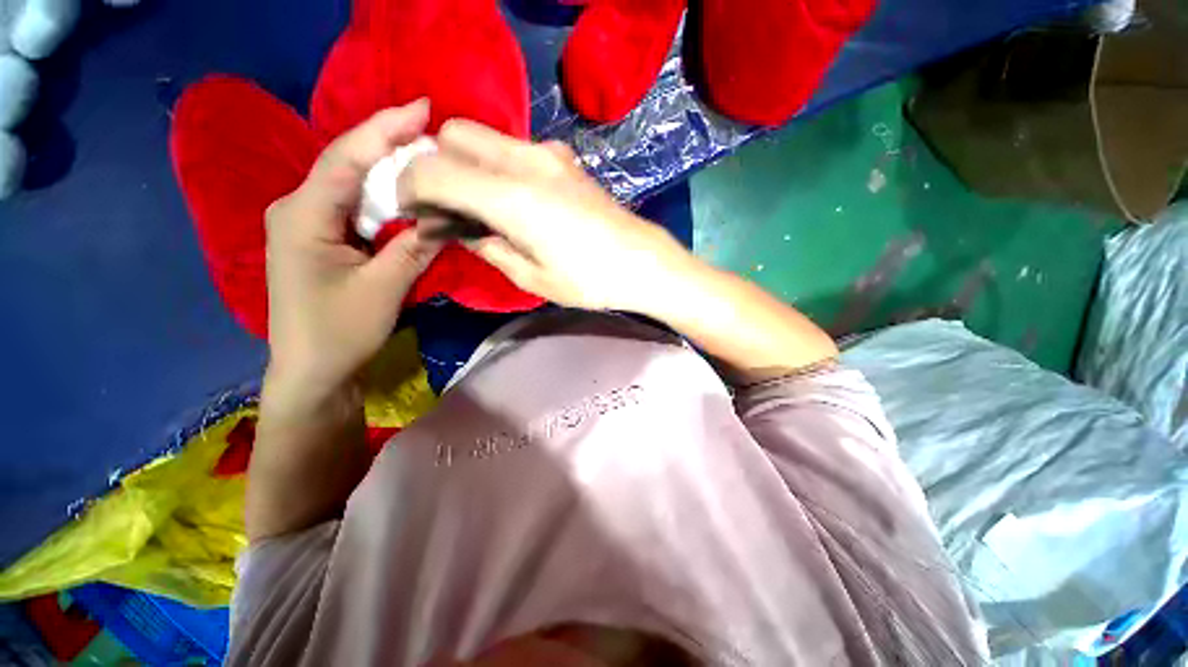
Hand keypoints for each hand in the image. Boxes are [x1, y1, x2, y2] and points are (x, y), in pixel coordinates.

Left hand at [264, 100, 441, 401]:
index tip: (422, 108)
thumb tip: (448, 213)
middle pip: (347, 165)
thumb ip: (415, 246)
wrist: (313, 370)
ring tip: (426, 158)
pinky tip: (407, 196)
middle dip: (389, 145)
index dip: (384, 129)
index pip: (346, 158)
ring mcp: (306, 222)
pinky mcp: (319, 238)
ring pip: (352, 185)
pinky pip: (354, 207)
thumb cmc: (341, 331)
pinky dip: (383, 199)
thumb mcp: (385, 287)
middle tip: (432, 133)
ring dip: (389, 173)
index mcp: (303, 215)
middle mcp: (297, 208)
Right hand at [398, 119, 689, 311]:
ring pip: (484, 137)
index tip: (412, 212)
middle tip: (446, 207)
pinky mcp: (565, 159)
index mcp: (512, 196)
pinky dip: (495, 166)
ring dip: (466, 164)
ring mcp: (549, 154)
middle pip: (454, 134)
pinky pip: (513, 148)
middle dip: (436, 165)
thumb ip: (488, 247)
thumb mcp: (531, 277)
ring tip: (478, 206)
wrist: (642, 262)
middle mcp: (525, 160)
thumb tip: (462, 230)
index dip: (410, 187)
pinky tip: (510, 199)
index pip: (433, 168)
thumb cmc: (589, 280)